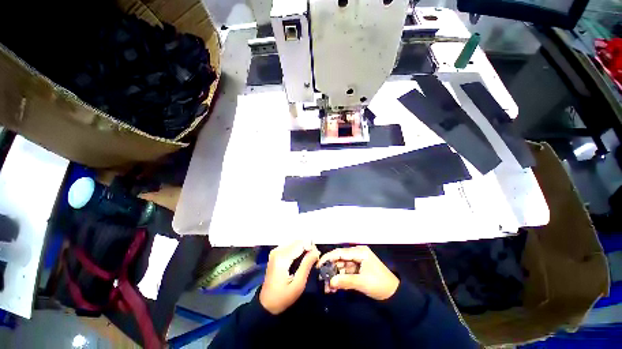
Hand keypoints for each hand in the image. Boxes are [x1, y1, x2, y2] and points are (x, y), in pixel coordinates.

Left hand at [259, 241, 319, 314]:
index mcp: (282, 257)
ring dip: (303, 249)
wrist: (266, 304)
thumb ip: (307, 265)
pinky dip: (297, 250)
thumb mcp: (298, 284)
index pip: (301, 243)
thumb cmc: (283, 297)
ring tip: (307, 260)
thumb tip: (316, 251)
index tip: (317, 258)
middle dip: (308, 248)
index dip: (311, 248)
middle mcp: (278, 250)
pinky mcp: (276, 253)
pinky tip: (300, 260)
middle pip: (298, 241)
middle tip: (313, 260)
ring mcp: (275, 251)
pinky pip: (290, 246)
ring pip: (295, 242)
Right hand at [317, 245, 398, 299]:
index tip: (319, 264)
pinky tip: (334, 288)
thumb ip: (345, 281)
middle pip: (339, 260)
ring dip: (334, 276)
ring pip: (341, 267)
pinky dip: (340, 280)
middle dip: (331, 269)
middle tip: (322, 279)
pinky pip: (345, 273)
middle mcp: (357, 254)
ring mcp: (357, 262)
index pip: (340, 252)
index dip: (329, 257)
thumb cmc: (380, 284)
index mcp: (359, 252)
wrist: (394, 295)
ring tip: (327, 288)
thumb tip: (330, 282)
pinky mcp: (357, 270)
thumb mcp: (362, 282)